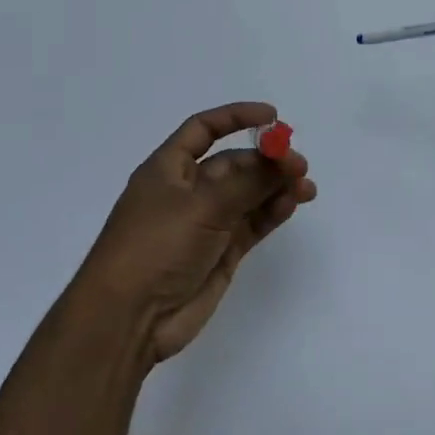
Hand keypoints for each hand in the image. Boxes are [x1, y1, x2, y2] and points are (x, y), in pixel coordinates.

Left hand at [76, 102, 316, 363]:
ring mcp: (205, 224)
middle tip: (299, 165)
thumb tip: (284, 161)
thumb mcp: (202, 206)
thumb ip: (248, 182)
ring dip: (275, 186)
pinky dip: (272, 212)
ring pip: (248, 194)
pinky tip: (291, 204)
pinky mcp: (221, 252)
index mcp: (168, 168)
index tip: (273, 116)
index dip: (236, 117)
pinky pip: (252, 223)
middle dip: (266, 160)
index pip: (203, 130)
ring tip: (306, 187)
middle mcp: (187, 191)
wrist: (129, 318)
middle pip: (233, 163)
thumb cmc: (155, 246)